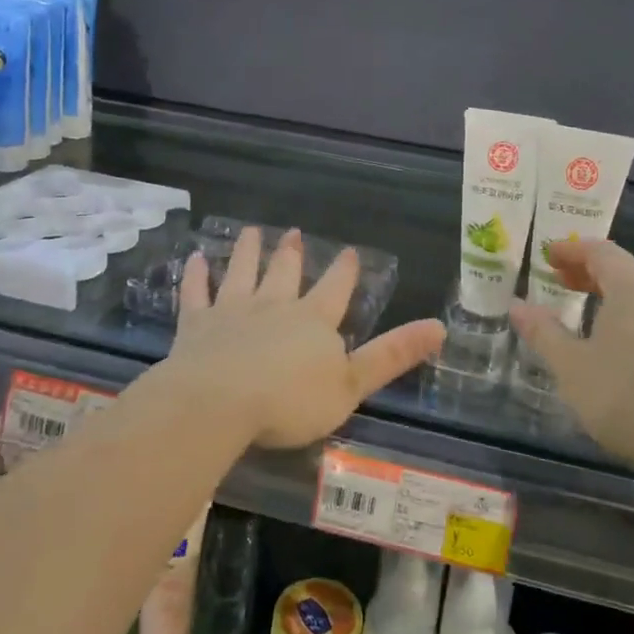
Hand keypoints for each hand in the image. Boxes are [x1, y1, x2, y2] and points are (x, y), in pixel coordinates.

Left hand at [167, 227, 444, 449]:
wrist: (220, 402)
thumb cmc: (290, 401)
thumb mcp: (352, 384)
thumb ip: (392, 356)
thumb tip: (439, 327)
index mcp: (313, 321)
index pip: (335, 289)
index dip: (344, 271)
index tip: (348, 251)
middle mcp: (274, 306)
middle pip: (285, 273)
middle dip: (292, 254)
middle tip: (293, 233)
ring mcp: (233, 311)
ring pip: (242, 272)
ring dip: (248, 251)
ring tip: (252, 231)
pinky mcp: (197, 325)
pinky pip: (196, 294)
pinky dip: (196, 275)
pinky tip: (194, 258)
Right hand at [509, 238, 633, 473]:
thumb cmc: (631, 397)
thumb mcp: (573, 368)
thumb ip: (543, 333)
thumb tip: (517, 305)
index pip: (599, 251)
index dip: (570, 250)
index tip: (547, 256)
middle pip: (625, 269)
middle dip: (590, 272)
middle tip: (561, 282)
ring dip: (614, 297)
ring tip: (589, 317)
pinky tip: (626, 348)